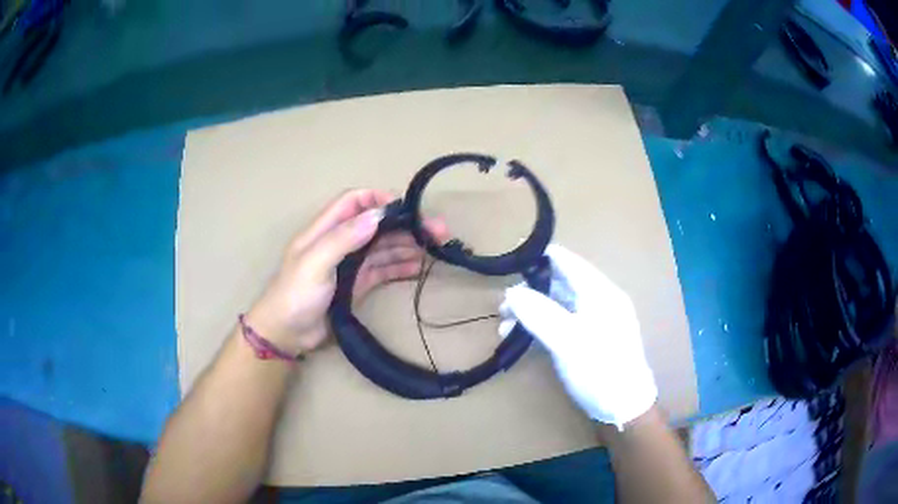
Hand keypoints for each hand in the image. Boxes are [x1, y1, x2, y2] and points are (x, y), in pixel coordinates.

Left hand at [246, 189, 447, 355]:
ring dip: (407, 245)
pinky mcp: (357, 285)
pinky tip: (417, 268)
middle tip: (437, 230)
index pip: (353, 201)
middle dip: (404, 224)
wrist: (286, 334)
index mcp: (324, 229)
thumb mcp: (314, 263)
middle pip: (375, 225)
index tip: (405, 208)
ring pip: (382, 248)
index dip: (378, 199)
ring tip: (434, 249)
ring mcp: (350, 265)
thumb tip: (377, 215)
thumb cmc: (295, 294)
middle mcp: (340, 242)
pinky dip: (399, 267)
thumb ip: (343, 238)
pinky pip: (382, 270)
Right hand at [500, 244, 656, 428]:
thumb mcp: (569, 341)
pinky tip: (519, 337)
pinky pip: (559, 324)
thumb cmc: (601, 369)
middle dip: (529, 291)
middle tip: (502, 305)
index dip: (539, 259)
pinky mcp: (586, 340)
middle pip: (559, 284)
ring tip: (504, 324)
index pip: (567, 262)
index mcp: (600, 292)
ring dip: (531, 311)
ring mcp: (592, 321)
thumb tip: (511, 292)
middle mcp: (597, 301)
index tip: (509, 264)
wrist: (624, 407)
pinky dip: (539, 327)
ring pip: (556, 305)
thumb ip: (540, 314)